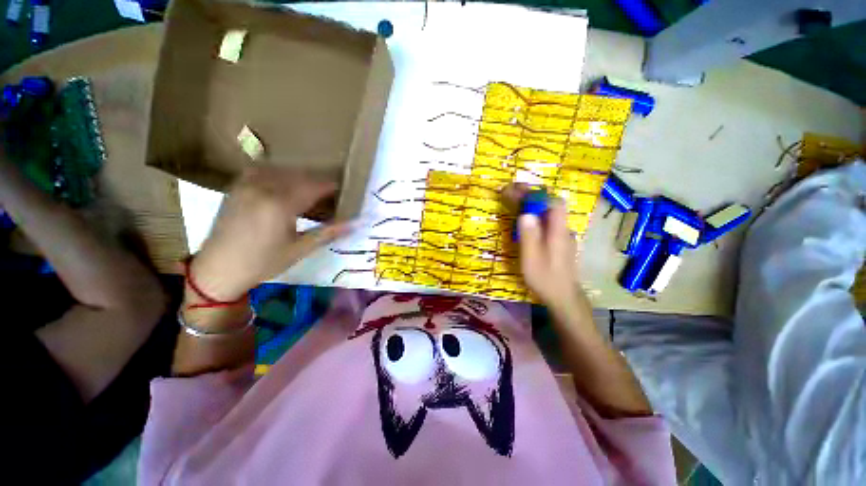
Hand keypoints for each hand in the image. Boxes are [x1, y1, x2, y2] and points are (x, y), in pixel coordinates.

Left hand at [190, 167, 350, 300]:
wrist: (218, 269)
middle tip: (331, 195)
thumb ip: (328, 233)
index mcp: (280, 204)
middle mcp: (263, 188)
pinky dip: (279, 174)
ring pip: (282, 170)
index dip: (332, 187)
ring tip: (311, 191)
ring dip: (300, 177)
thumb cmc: (263, 263)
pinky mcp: (236, 187)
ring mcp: (247, 185)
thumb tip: (355, 224)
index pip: (314, 186)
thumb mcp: (299, 250)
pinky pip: (262, 171)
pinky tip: (284, 185)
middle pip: (300, 176)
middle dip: (319, 183)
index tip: (345, 191)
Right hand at [504, 184, 581, 311]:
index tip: (516, 191)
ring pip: (547, 213)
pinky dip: (534, 215)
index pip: (553, 203)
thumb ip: (529, 236)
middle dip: (530, 196)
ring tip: (513, 200)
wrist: (563, 297)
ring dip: (531, 204)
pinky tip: (524, 219)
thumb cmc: (545, 279)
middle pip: (549, 205)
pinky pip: (546, 222)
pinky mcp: (558, 242)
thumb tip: (525, 213)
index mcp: (558, 232)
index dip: (535, 194)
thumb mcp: (532, 259)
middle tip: (509, 191)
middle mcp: (562, 230)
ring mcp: (561, 236)